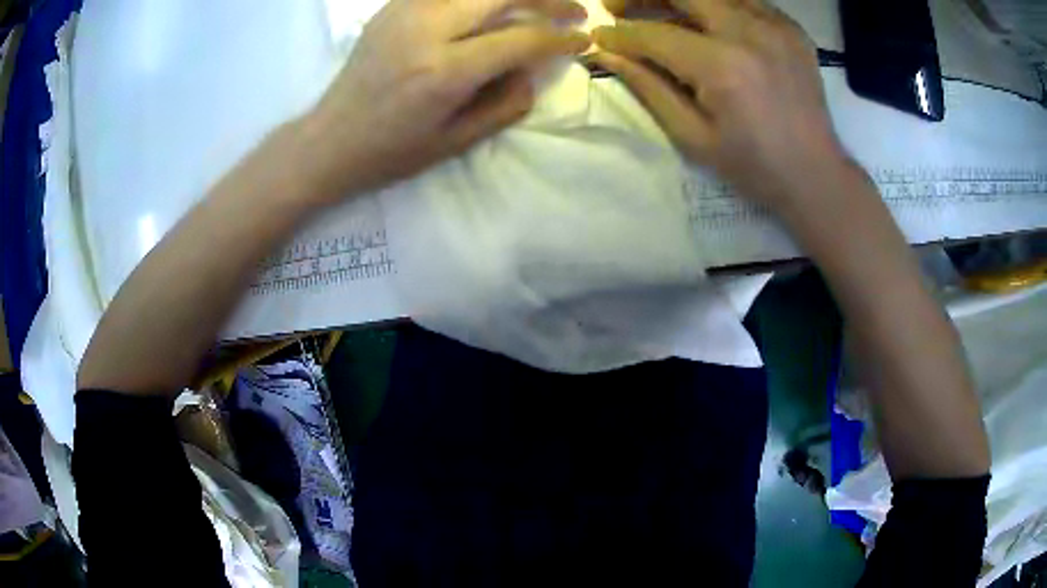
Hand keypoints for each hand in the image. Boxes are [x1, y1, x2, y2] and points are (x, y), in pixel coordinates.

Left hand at [302, 0, 590, 199]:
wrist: (329, 139)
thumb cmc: (391, 151)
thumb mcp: (456, 141)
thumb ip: (507, 103)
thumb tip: (532, 69)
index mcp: (445, 71)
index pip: (522, 38)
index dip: (561, 37)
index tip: (583, 41)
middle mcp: (427, 29)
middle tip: (572, 10)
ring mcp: (405, 11)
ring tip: (537, 4)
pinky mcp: (392, 7)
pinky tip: (490, 7)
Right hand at [591, 0, 852, 219]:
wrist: (817, 174)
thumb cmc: (754, 167)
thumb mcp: (694, 137)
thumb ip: (649, 88)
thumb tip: (608, 54)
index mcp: (722, 67)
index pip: (655, 34)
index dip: (620, 34)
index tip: (600, 37)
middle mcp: (749, 33)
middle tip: (619, 7)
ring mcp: (776, 26)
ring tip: (659, 9)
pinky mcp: (792, 28)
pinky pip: (745, 0)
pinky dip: (718, 5)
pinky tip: (707, 19)